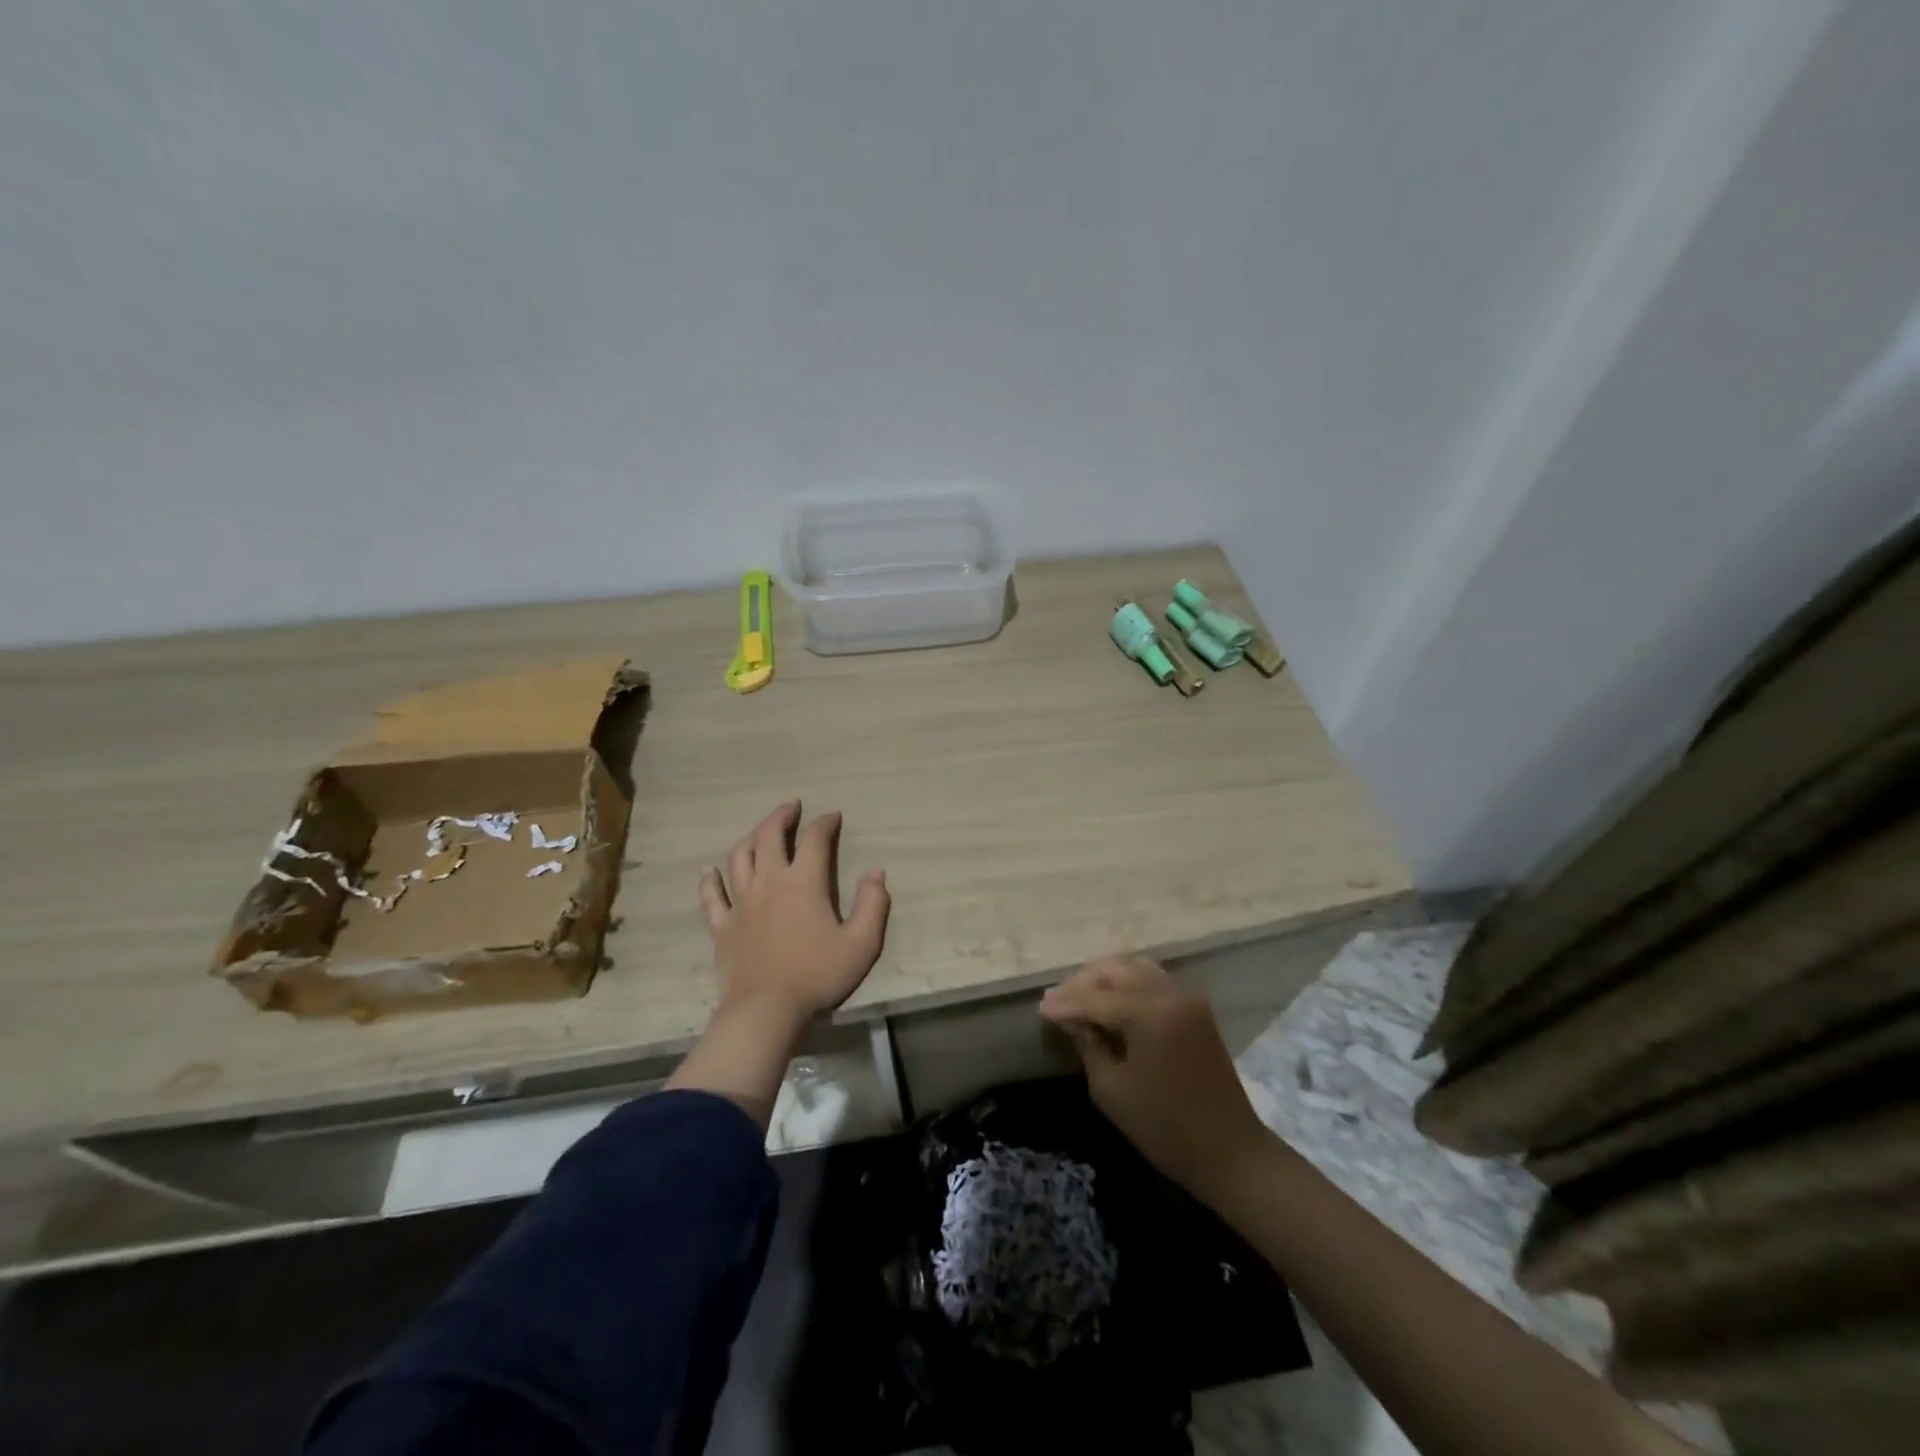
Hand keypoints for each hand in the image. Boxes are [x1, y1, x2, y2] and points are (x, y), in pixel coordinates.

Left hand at [698, 800, 890, 1024]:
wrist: (766, 1010)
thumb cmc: (817, 975)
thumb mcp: (862, 943)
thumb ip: (873, 904)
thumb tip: (876, 872)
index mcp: (803, 883)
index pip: (814, 840)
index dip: (825, 823)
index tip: (833, 816)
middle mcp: (769, 882)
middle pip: (769, 837)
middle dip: (781, 817)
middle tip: (791, 806)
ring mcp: (741, 903)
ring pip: (739, 857)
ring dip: (750, 837)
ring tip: (759, 830)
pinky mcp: (722, 926)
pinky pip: (711, 896)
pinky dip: (709, 879)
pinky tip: (709, 869)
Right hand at [1040, 954, 1269, 1196]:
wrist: (1229, 1151)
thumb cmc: (1165, 1128)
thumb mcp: (1112, 1089)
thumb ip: (1088, 1044)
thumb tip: (1069, 1018)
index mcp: (1150, 1012)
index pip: (1095, 997)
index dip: (1065, 1003)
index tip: (1039, 1010)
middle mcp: (1170, 992)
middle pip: (1115, 970)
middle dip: (1082, 982)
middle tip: (1057, 1002)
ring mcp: (1186, 995)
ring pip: (1134, 967)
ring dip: (1104, 977)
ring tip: (1080, 998)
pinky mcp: (1194, 1005)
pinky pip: (1152, 978)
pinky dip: (1127, 982)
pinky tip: (1109, 1001)